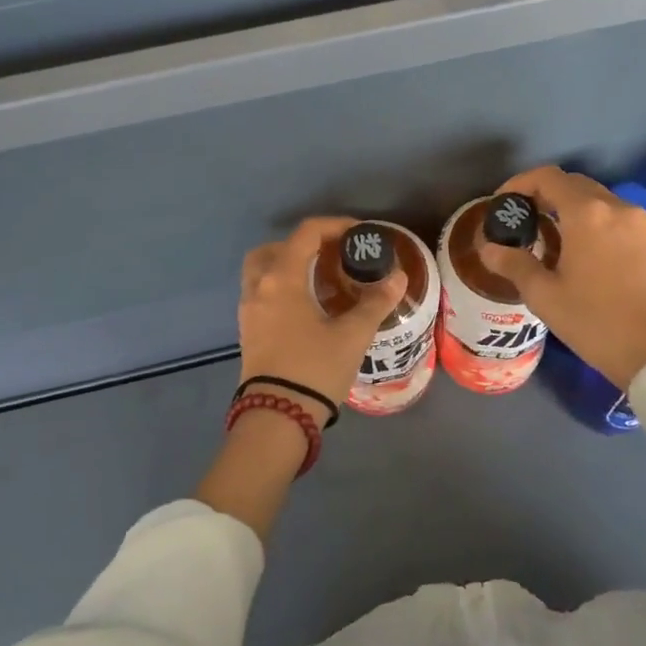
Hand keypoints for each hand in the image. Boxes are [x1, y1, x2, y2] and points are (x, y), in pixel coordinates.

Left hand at [238, 217, 406, 425]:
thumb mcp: (352, 335)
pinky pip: (261, 292)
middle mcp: (259, 286)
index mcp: (282, 278)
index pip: (306, 234)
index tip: (358, 234)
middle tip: (332, 255)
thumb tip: (397, 277)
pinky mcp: (247, 330)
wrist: (276, 419)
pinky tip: (307, 305)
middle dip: (304, 244)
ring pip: (262, 270)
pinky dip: (280, 286)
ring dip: (288, 264)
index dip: (333, 226)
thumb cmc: (315, 369)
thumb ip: (375, 302)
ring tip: (320, 279)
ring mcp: (248, 309)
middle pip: (276, 247)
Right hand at [478, 165, 645, 390]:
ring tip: (544, 234)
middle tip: (520, 219)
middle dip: (542, 194)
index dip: (519, 184)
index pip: (547, 177)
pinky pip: (610, 215)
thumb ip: (514, 265)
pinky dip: (588, 219)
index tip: (502, 205)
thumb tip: (490, 249)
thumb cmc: (596, 321)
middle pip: (571, 183)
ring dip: (566, 206)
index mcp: (586, 213)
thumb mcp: (545, 296)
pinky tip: (575, 248)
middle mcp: (614, 206)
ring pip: (594, 197)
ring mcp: (636, 222)